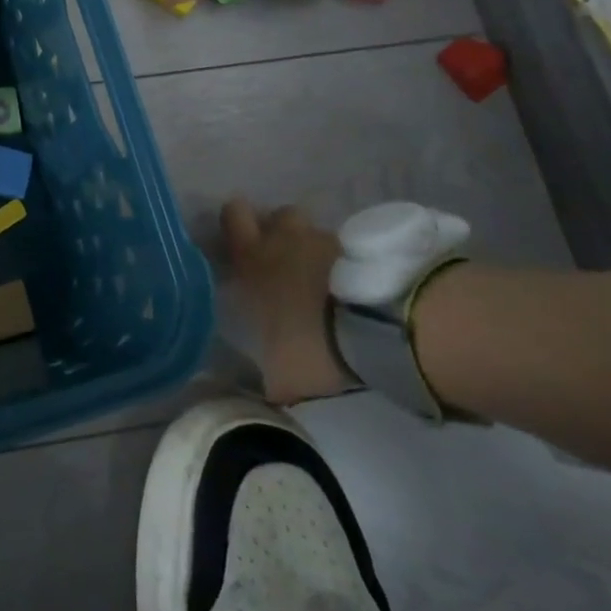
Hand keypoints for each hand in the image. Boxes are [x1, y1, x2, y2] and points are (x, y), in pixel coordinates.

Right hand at [222, 198, 356, 404]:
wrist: (378, 327)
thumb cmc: (313, 342)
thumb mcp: (281, 375)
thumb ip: (266, 377)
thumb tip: (256, 396)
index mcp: (254, 260)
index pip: (233, 215)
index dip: (235, 222)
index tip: (242, 242)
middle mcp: (286, 240)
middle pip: (277, 214)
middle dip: (278, 230)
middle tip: (285, 260)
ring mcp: (328, 241)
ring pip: (314, 233)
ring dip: (316, 250)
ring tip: (326, 282)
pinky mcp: (365, 250)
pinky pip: (348, 250)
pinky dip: (348, 264)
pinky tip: (355, 291)